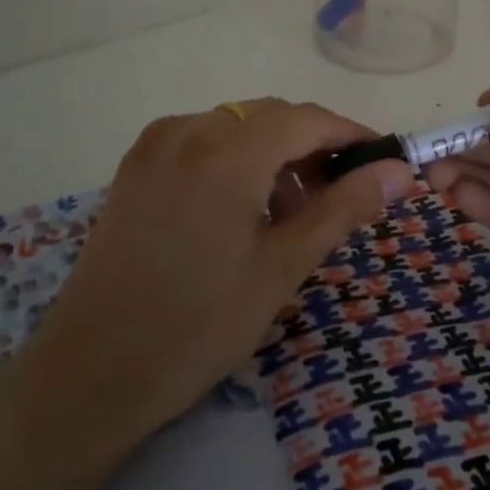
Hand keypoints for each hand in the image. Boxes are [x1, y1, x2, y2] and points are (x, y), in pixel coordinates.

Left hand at [23, 98, 410, 445]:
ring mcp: (155, 144)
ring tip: (288, 214)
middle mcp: (188, 130)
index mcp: (226, 151)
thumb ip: (343, 208)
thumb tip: (399, 170)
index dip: (351, 135)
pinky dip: (235, 159)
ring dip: (274, 154)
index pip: (307, 119)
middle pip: (271, 117)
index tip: (384, 161)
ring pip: (237, 126)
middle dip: (312, 148)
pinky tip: (240, 208)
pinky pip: (202, 140)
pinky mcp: (135, 165)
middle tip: (339, 199)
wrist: (91, 373)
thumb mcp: (282, 267)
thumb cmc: (198, 326)